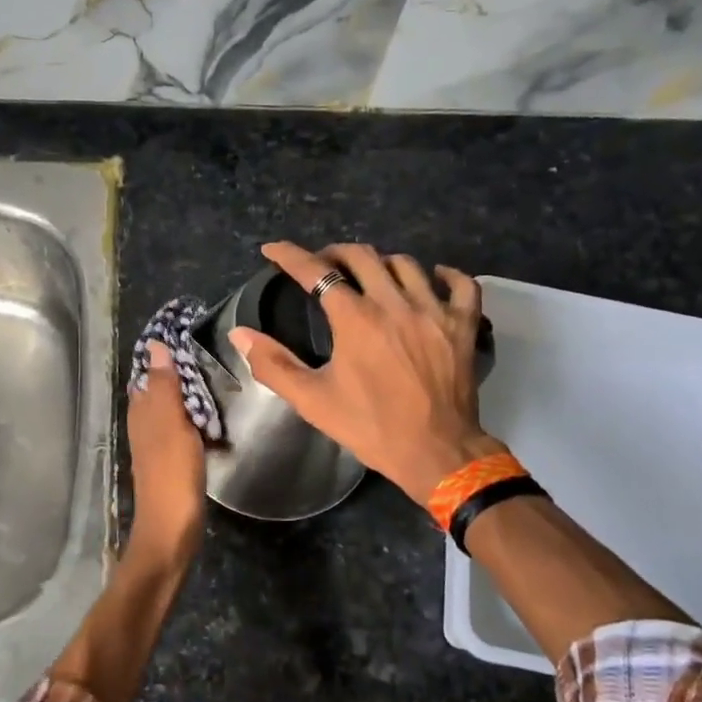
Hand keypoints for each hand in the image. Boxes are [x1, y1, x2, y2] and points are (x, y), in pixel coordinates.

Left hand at [126, 340, 207, 556]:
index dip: (163, 354)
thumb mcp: (171, 423)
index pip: (148, 373)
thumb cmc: (172, 472)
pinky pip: (183, 430)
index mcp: (142, 412)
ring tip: (217, 379)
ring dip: (189, 396)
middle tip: (211, 354)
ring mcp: (157, 445)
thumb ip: (165, 386)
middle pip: (160, 390)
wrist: (172, 529)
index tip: (187, 333)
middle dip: (179, 372)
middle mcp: (144, 425)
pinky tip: (214, 420)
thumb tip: (156, 345)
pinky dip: (196, 420)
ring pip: (171, 410)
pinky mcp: (172, 462)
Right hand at [231, 242, 503, 508]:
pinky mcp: (462, 325)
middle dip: (334, 252)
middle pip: (362, 256)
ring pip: (406, 264)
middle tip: (322, 264)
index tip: (273, 249)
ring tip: (368, 274)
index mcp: (355, 319)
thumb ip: (273, 364)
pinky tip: (432, 278)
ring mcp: (433, 311)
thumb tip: (239, 334)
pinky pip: (461, 284)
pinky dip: (444, 275)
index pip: (316, 272)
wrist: (436, 452)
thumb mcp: (312, 400)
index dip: (290, 255)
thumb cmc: (370, 427)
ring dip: (380, 262)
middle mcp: (394, 303)